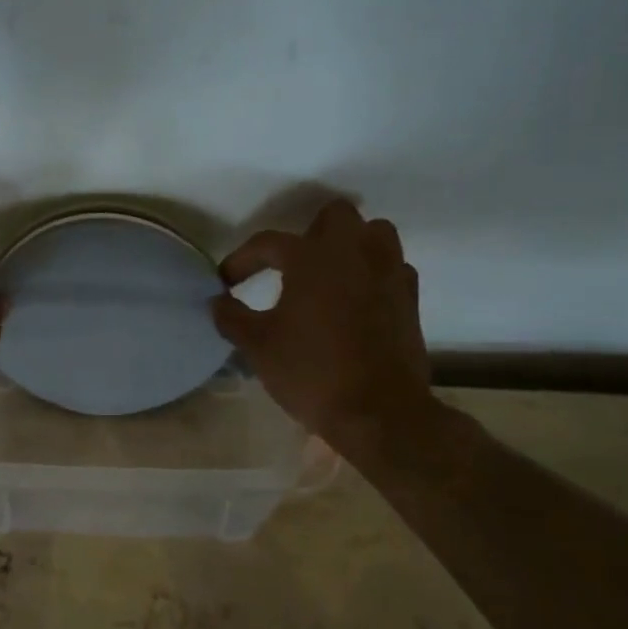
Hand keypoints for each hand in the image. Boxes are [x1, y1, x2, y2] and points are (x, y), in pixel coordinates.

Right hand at [213, 200, 436, 457]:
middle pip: (335, 216)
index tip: (226, 282)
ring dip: (350, 245)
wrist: (379, 412)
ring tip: (329, 275)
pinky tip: (357, 300)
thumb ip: (232, 317)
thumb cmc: (311, 372)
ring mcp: (388, 273)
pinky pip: (393, 267)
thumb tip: (217, 301)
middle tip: (291, 265)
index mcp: (311, 258)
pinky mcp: (410, 299)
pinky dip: (374, 274)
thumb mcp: (257, 346)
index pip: (268, 242)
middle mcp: (354, 253)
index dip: (242, 260)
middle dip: (310, 232)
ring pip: (374, 233)